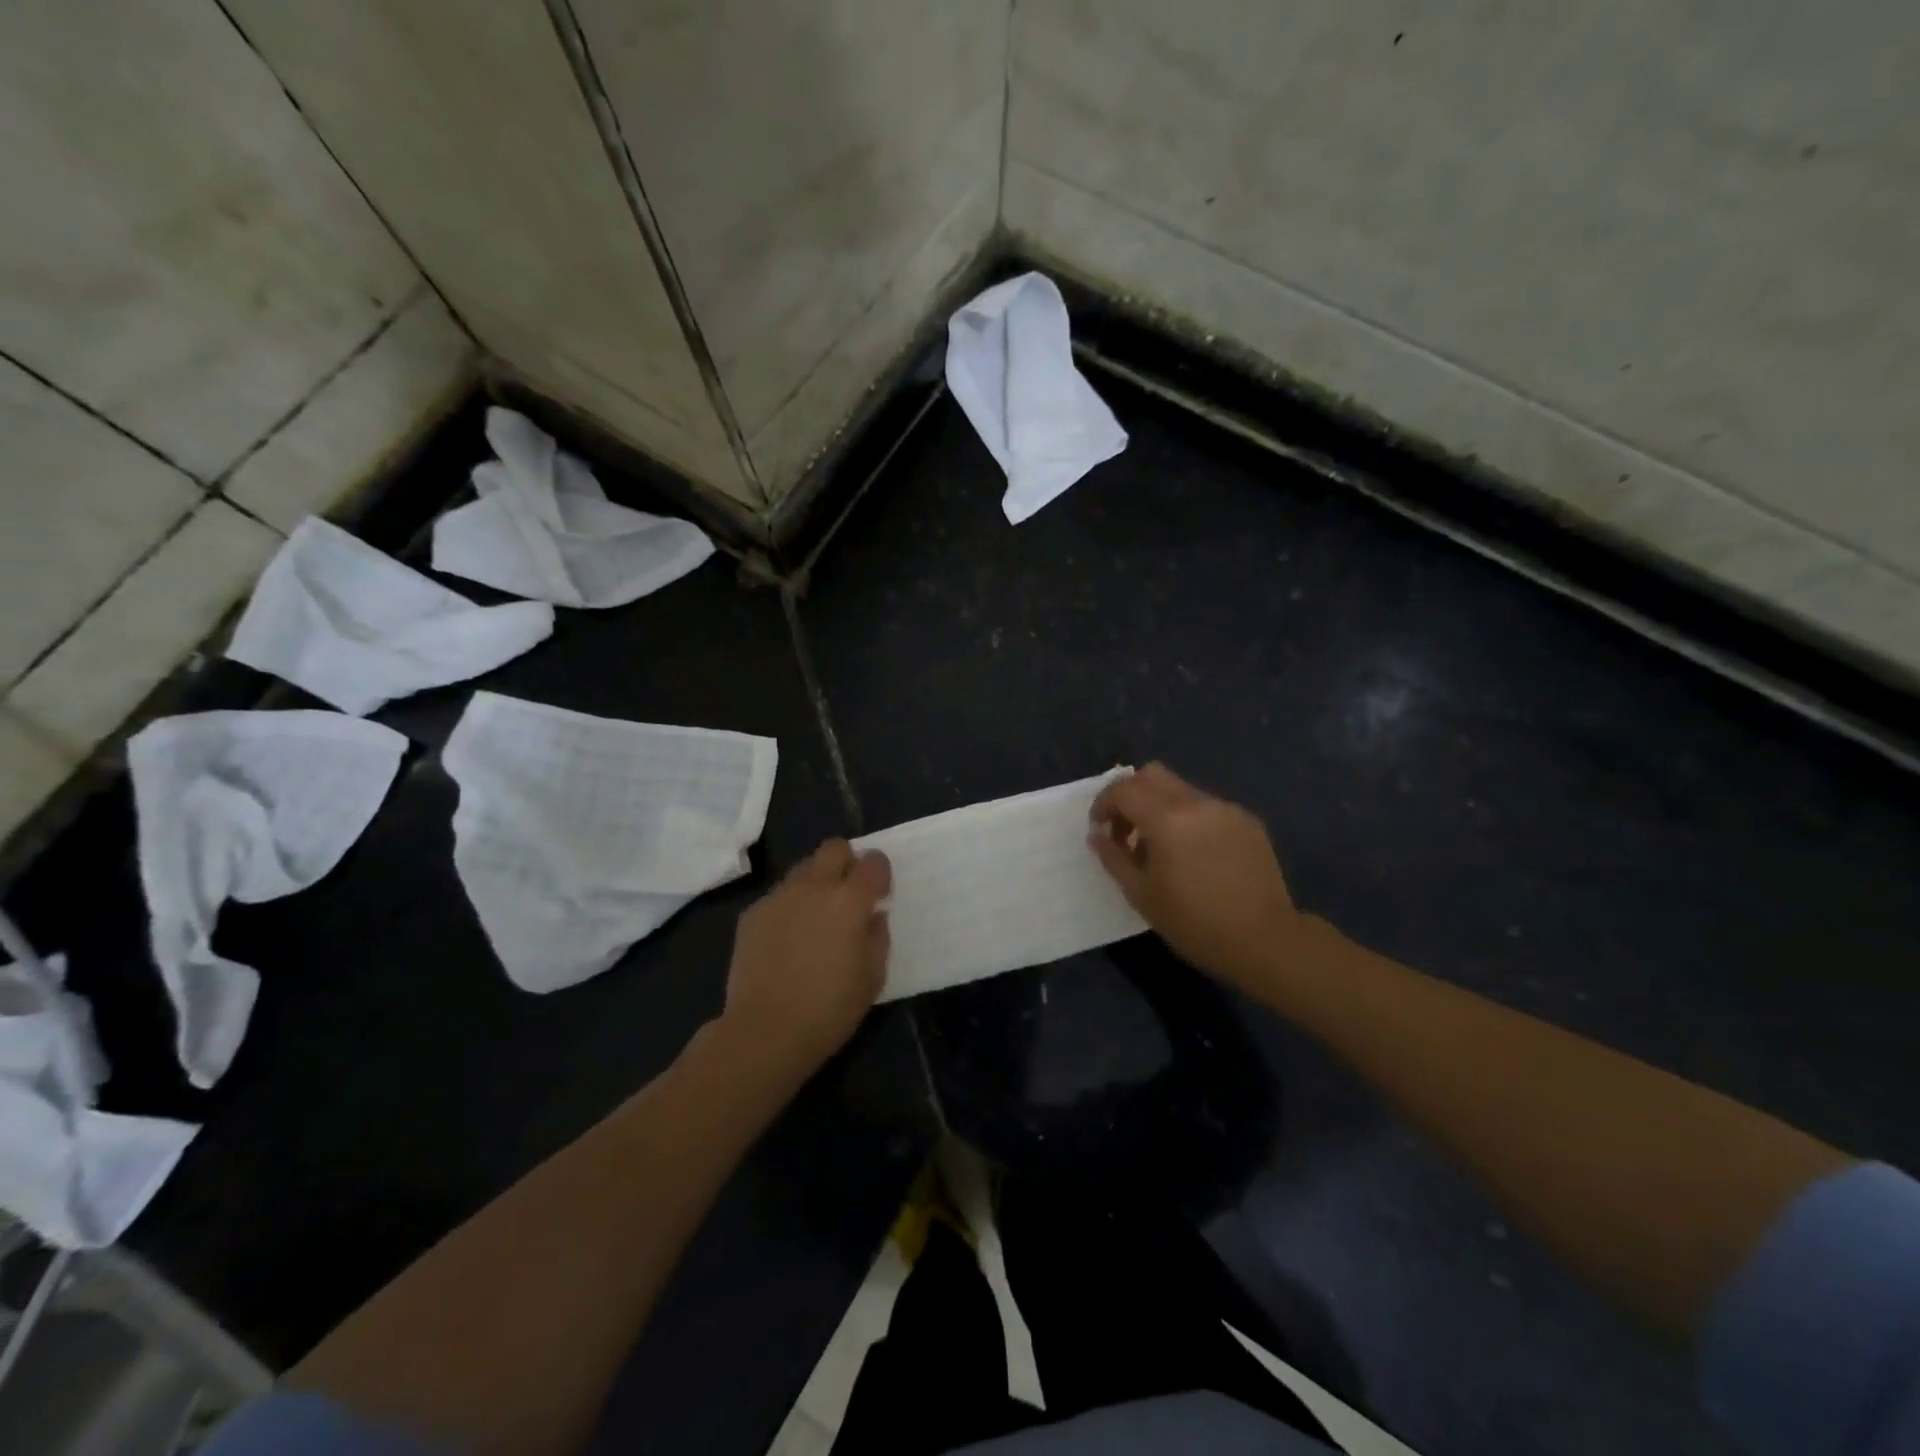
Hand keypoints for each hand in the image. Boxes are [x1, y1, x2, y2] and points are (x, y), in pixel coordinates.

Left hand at [719, 839, 890, 1075]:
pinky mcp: (753, 913)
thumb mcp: (873, 977)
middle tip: (847, 893)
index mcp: (850, 900)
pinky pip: (778, 896)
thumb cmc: (830, 1009)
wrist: (765, 1031)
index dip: (880, 873)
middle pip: (834, 848)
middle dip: (846, 862)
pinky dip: (789, 907)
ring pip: (803, 868)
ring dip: (816, 883)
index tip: (879, 893)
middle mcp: (814, 887)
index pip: (873, 862)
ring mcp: (779, 897)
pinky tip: (787, 940)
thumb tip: (872, 916)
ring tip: (815, 918)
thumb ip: (877, 936)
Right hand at [1089, 763, 1298, 992]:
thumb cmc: (1194, 922)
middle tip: (1127, 830)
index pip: (1123, 789)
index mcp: (1166, 818)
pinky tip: (1197, 856)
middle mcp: (1197, 803)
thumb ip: (1113, 857)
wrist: (1265, 940)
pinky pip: (1209, 808)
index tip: (1100, 829)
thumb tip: (1097, 835)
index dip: (1103, 804)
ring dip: (1162, 808)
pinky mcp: (1248, 822)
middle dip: (1131, 795)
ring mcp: (1226, 809)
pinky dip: (1191, 820)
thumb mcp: (1141, 894)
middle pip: (1152, 775)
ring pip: (1182, 790)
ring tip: (1163, 849)